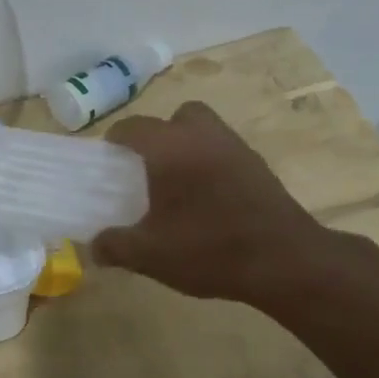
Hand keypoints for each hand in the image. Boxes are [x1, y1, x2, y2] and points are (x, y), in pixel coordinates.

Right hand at [93, 102, 335, 304]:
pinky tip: (207, 200)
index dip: (116, 140)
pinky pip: (226, 152)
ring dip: (189, 147)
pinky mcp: (259, 167)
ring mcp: (237, 148)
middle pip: (178, 116)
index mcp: (171, 147)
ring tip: (178, 185)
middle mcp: (204, 136)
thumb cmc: (209, 249)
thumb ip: (115, 246)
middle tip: (149, 168)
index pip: (134, 127)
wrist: (284, 260)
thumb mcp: (150, 255)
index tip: (108, 160)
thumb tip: (94, 247)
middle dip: (160, 135)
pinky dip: (212, 165)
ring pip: (206, 131)